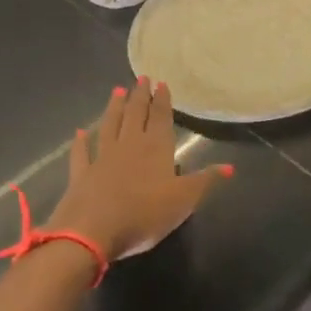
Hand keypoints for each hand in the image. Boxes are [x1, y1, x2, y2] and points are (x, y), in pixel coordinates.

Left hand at [46, 80, 229, 260]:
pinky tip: (80, 132)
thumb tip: (230, 166)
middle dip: (139, 96)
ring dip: (114, 108)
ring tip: (117, 91)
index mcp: (156, 148)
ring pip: (110, 126)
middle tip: (141, 78)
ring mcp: (102, 158)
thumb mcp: (184, 200)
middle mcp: (129, 145)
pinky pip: (81, 153)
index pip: (161, 117)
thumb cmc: (145, 214)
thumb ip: (205, 180)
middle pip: (135, 115)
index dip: (162, 100)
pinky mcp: (81, 174)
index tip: (161, 83)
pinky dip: (80, 142)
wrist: (92, 233)